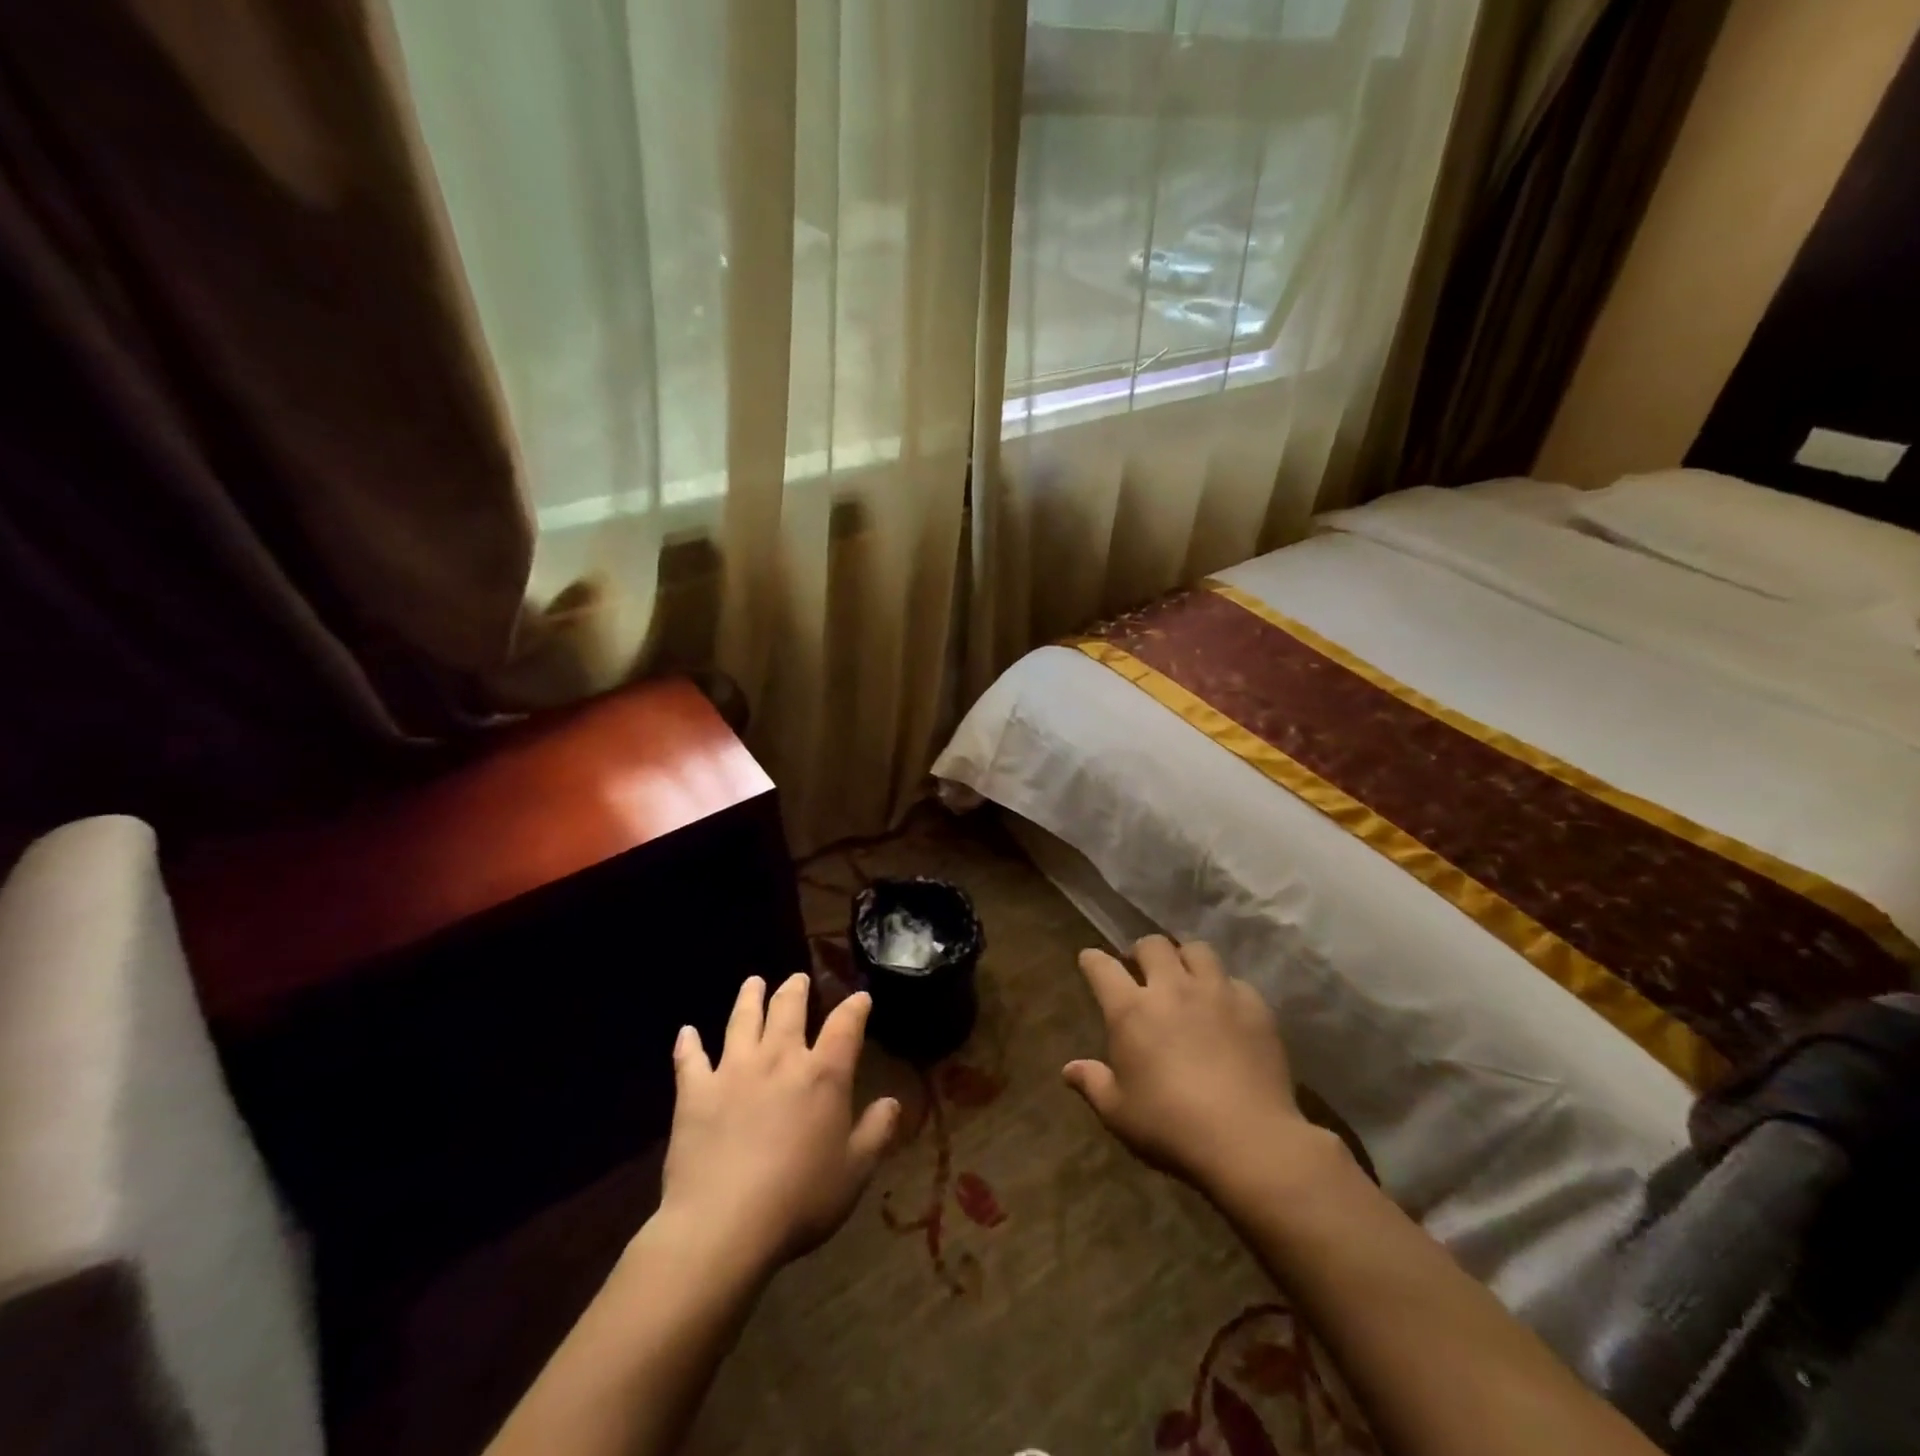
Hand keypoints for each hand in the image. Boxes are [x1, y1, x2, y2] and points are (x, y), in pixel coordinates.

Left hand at [658, 973, 900, 1274]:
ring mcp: (734, 1070)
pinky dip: (688, 1044)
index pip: (845, 1026)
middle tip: (798, 978)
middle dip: (796, 989)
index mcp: (823, 1074)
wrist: (724, 1225)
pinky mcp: (695, 1092)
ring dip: (749, 998)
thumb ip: (876, 1132)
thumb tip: (892, 1102)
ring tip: (753, 982)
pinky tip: (687, 1032)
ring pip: (742, 1020)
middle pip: (788, 1009)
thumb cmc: (799, 1200)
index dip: (855, 1007)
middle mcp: (779, 1059)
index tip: (861, 997)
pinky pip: (690, 1059)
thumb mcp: (854, 1172)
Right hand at [1064, 936, 1325, 1194]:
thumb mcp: (1118, 1112)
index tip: (1090, 960)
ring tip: (1185, 977)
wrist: (1248, 1141)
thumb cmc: (1171, 1128)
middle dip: (1141, 952)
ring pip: (1196, 949)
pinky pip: (1234, 980)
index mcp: (1131, 1010)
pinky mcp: (1253, 1006)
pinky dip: (1223, 988)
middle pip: (1152, 945)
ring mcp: (1216, 992)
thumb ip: (1093, 1083)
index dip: (1092, 960)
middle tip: (1142, 970)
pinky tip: (1225, 1009)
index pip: (1102, 967)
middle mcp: (1172, 988)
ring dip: (1184, 958)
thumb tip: (1069, 1069)